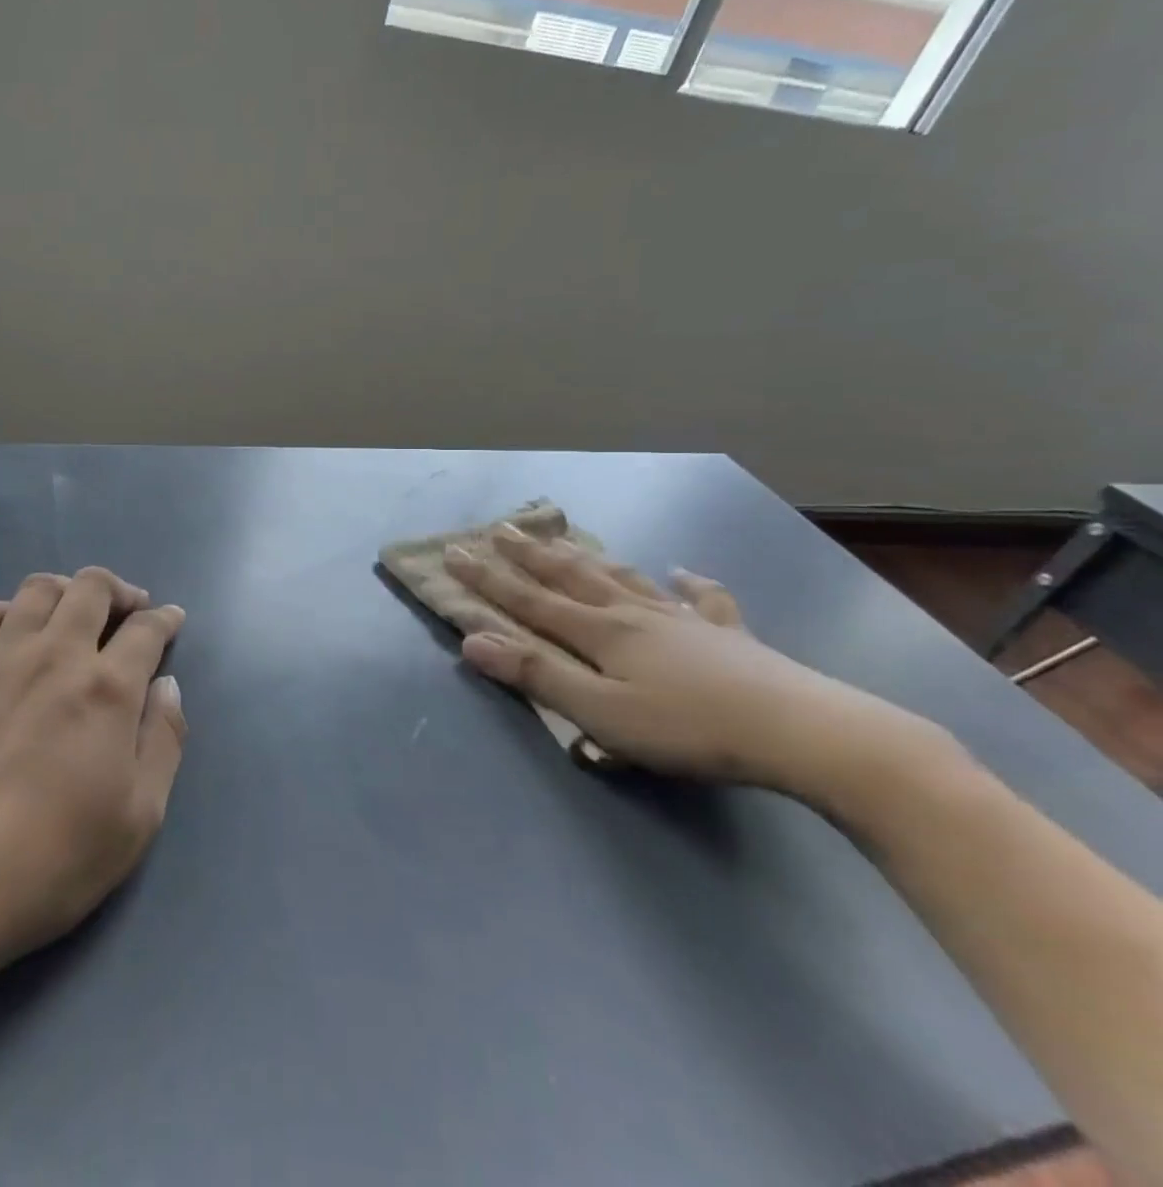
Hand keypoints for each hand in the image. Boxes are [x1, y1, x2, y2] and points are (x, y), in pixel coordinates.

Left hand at [0, 568, 187, 982]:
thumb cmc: (51, 858)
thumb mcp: (138, 817)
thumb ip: (163, 741)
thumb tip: (168, 685)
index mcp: (108, 688)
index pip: (146, 630)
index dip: (165, 619)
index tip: (172, 619)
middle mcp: (56, 655)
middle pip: (92, 587)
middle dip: (119, 590)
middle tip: (129, 609)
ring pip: (39, 589)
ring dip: (67, 589)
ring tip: (74, 610)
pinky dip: (6, 609)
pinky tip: (12, 630)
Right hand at [444, 527, 951, 801]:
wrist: (805, 733)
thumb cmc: (690, 728)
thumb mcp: (601, 712)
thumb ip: (537, 675)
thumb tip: (472, 640)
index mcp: (602, 632)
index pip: (529, 600)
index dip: (488, 579)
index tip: (454, 552)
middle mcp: (635, 614)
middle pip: (572, 577)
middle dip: (531, 555)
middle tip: (502, 528)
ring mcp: (684, 621)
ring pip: (625, 578)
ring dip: (590, 558)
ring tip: (567, 538)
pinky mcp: (729, 636)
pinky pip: (703, 600)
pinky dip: (689, 583)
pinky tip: (683, 571)